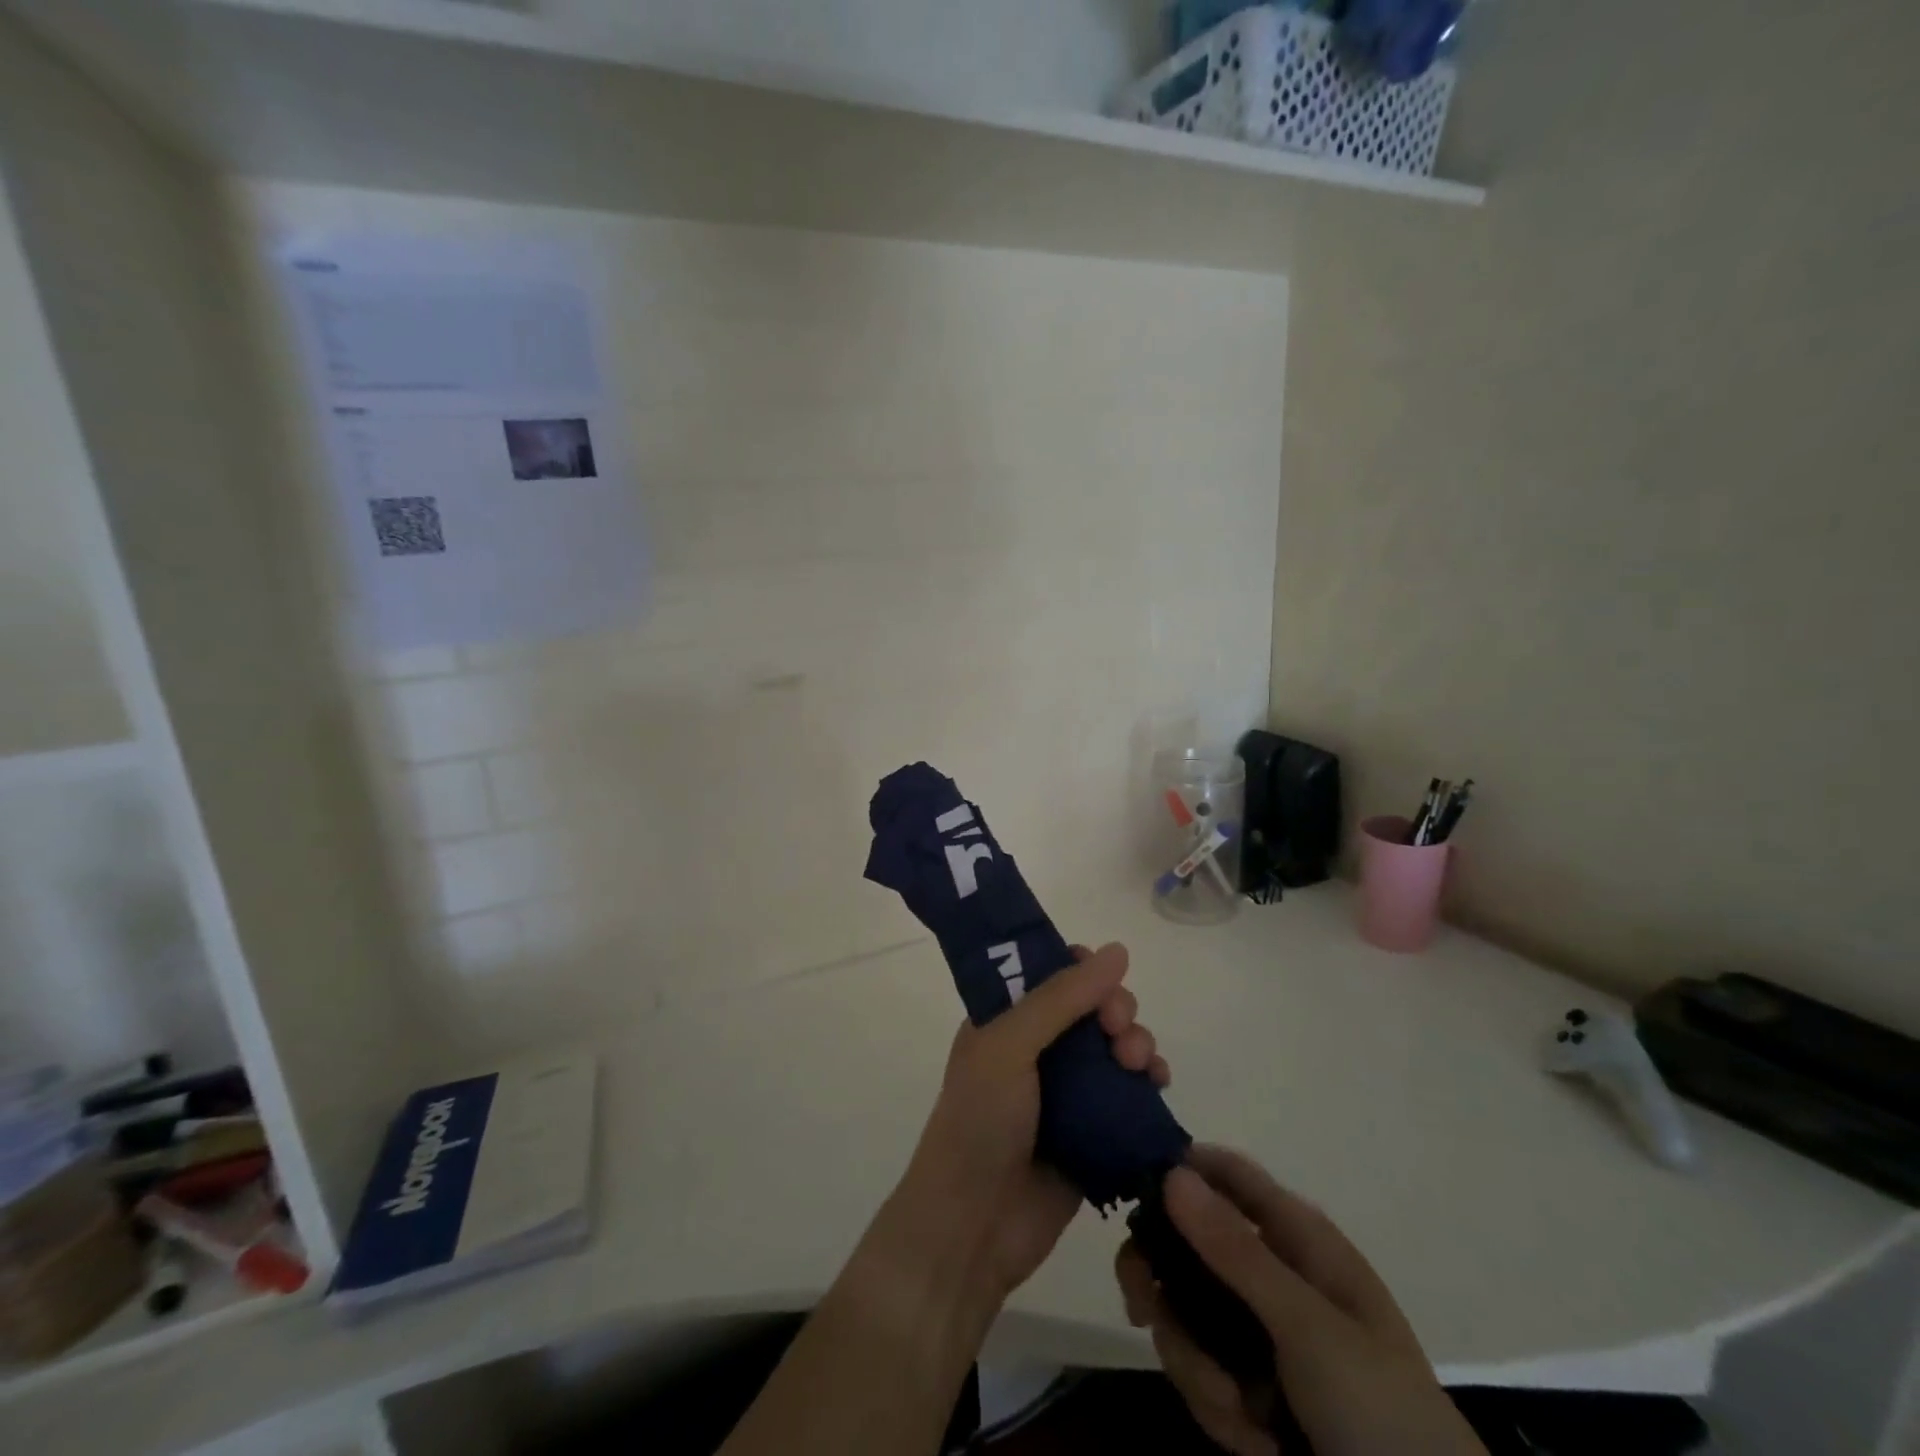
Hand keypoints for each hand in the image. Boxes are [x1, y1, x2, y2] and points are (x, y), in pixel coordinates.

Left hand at [887, 942, 1169, 1306]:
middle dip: (1117, 1009)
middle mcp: (1038, 1048)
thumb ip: (1061, 998)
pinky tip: (1159, 1085)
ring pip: (1117, 1046)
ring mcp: (1068, 1091)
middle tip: (1119, 1031)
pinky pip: (1131, 1093)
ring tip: (1140, 1064)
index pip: (1054, 974)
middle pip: (1094, 1007)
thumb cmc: (980, 1122)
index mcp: (1007, 1019)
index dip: (1084, 970)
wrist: (974, 1226)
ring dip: (1137, 1043)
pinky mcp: (1095, 1130)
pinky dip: (1149, 1081)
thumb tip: (1118, 949)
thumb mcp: (1009, 1045)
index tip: (1102, 983)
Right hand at [1116, 1147, 1485, 1455]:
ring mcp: (1259, 1332)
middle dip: (1163, 1285)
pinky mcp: (1252, 1386)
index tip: (1133, 1192)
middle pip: (1188, 1245)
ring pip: (1185, 1314)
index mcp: (1296, 1239)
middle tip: (1142, 1309)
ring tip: (1238, 1414)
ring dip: (1197, 1367)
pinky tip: (1255, 1443)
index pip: (1227, 1173)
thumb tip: (1171, 1171)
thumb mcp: (1307, 1328)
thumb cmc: (1381, 1411)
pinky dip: (1217, 1409)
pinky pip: (1202, 1372)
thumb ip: (1235, 1252)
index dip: (1180, 1169)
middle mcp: (1271, 1273)